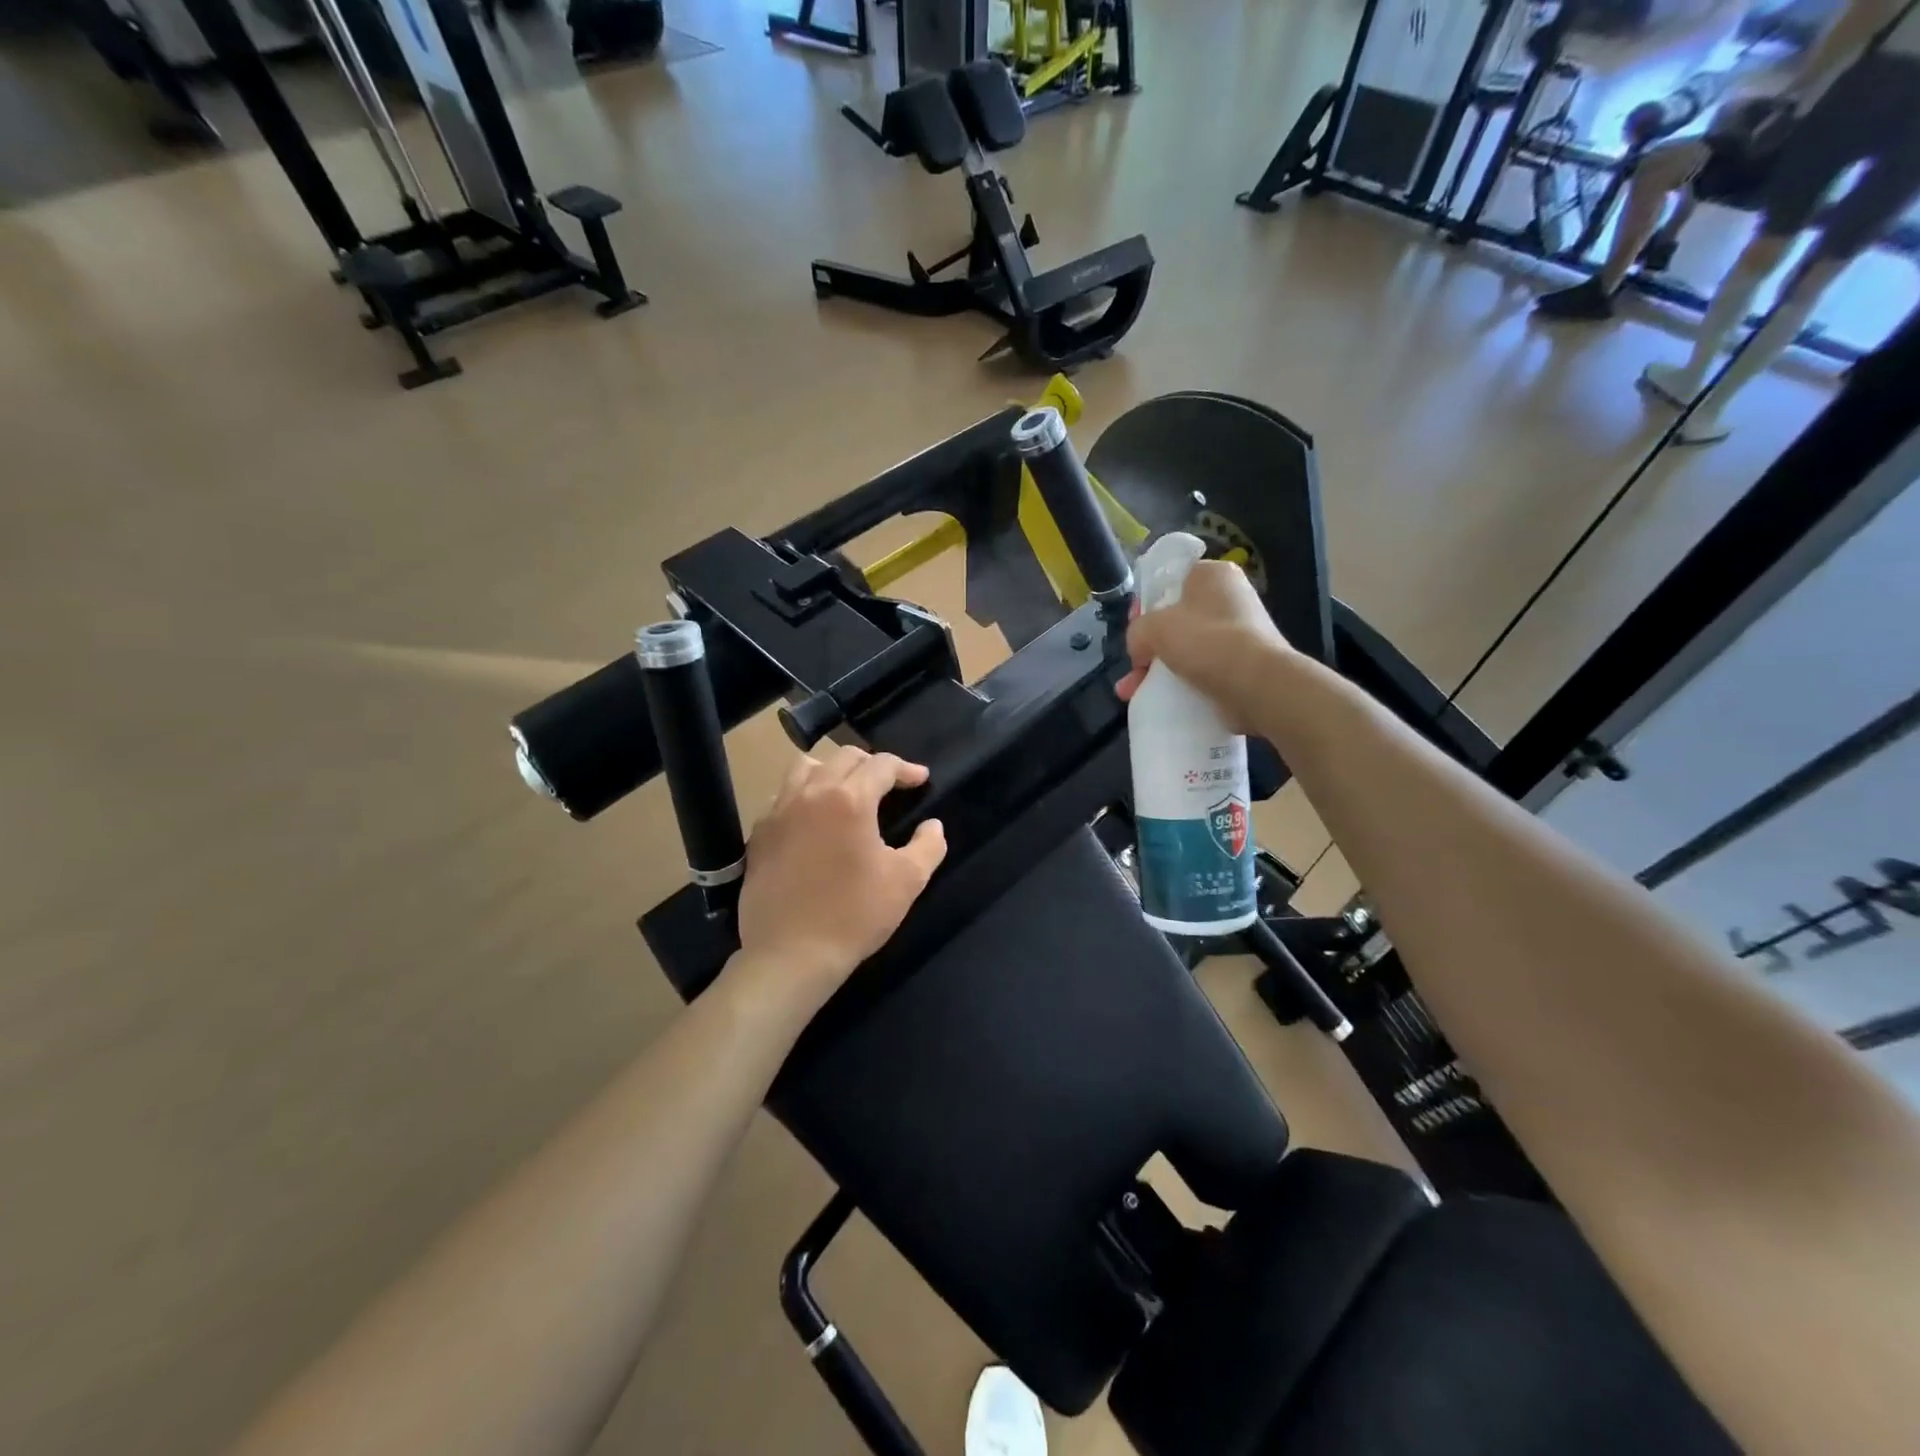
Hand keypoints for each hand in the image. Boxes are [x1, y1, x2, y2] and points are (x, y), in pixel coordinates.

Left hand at [731, 746, 946, 1010]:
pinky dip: (802, 795)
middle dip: (872, 764)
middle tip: (889, 784)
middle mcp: (811, 793)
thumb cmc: (855, 915)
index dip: (906, 769)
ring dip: (832, 771)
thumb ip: (929, 846)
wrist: (791, 954)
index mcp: (850, 799)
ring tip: (846, 790)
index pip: (881, 765)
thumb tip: (933, 826)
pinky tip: (812, 819)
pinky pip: (782, 797)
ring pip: (805, 768)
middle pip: (843, 758)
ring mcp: (778, 812)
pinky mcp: (759, 834)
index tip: (920, 780)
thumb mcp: (907, 881)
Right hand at [1115, 560, 1293, 730]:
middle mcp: (1229, 599)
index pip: (1172, 578)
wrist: (1256, 684)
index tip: (1134, 625)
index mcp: (1213, 575)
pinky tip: (1157, 700)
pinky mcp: (1241, 665)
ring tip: (1132, 692)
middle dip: (1149, 645)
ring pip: (1185, 648)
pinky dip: (1178, 684)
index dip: (1147, 601)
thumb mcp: (1155, 626)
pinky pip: (1200, 670)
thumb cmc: (1205, 640)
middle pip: (1176, 619)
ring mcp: (1238, 633)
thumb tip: (1141, 651)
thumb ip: (1137, 631)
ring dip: (1157, 670)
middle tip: (1134, 664)